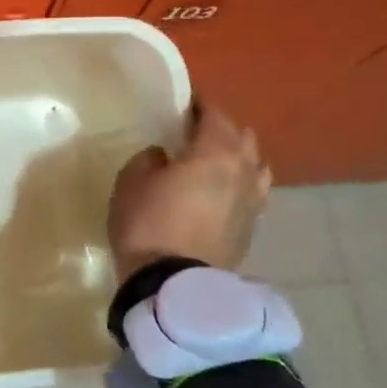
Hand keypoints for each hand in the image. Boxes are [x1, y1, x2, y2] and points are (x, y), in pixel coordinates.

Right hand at [108, 104, 271, 278]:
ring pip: (255, 166)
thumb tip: (164, 156)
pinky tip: (221, 193)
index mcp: (216, 153)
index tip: (184, 103)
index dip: (199, 105)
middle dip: (221, 130)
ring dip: (237, 158)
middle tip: (194, 132)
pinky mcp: (251, 228)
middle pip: (242, 137)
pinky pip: (252, 194)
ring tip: (213, 163)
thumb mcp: (131, 181)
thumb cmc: (147, 223)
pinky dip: (239, 185)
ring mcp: (253, 202)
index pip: (214, 116)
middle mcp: (244, 171)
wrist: (172, 285)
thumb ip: (149, 159)